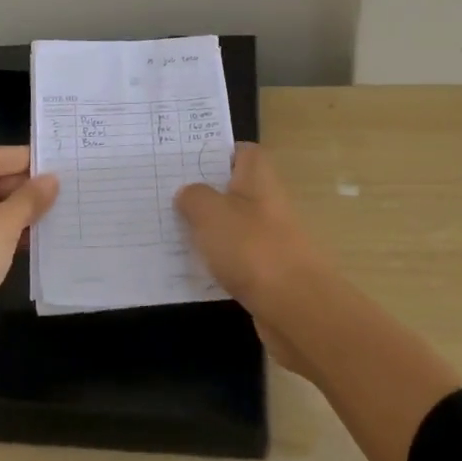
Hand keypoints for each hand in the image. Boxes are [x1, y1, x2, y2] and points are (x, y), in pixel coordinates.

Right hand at [175, 144, 332, 377]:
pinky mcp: (267, 272)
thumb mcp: (209, 212)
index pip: (241, 152)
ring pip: (232, 225)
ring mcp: (270, 239)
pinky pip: (235, 258)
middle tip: (165, 197)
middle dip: (203, 193)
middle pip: (234, 189)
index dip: (216, 152)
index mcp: (258, 178)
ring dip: (207, 229)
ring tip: (169, 231)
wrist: (296, 308)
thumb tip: (188, 194)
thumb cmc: (252, 248)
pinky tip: (190, 268)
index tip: (184, 162)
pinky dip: (216, 261)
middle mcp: (267, 203)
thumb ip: (193, 196)